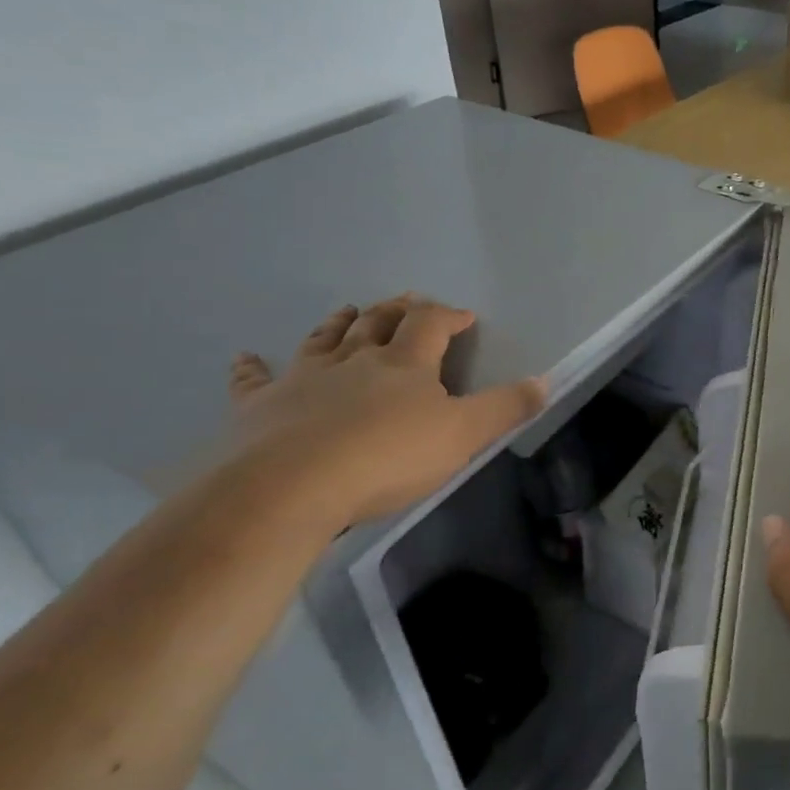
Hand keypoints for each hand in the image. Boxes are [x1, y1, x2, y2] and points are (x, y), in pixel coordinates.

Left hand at [226, 295, 545, 530]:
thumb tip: (544, 381)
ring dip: (339, 323)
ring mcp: (303, 379)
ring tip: (348, 311)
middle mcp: (355, 360)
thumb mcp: (464, 435)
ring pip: (324, 340)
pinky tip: (245, 357)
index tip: (464, 317)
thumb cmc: (387, 457)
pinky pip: (254, 381)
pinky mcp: (259, 408)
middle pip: (377, 323)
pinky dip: (252, 368)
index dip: (449, 315)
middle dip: (396, 310)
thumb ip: (505, 408)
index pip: (431, 325)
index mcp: (405, 363)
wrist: (290, 488)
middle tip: (406, 301)